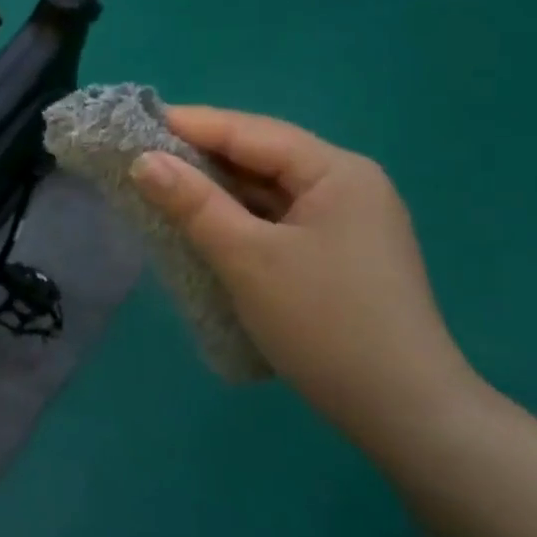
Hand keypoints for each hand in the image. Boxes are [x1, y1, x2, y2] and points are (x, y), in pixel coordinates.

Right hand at [130, 108, 471, 425]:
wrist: (403, 412)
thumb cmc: (323, 321)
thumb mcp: (247, 257)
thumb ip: (193, 203)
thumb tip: (142, 160)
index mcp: (336, 172)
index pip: (251, 132)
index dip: (191, 125)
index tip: (134, 124)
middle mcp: (347, 186)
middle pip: (261, 158)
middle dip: (200, 157)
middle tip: (139, 156)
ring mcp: (346, 223)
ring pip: (267, 191)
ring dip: (216, 190)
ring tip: (159, 187)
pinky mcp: (336, 255)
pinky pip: (275, 221)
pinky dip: (236, 219)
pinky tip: (201, 225)